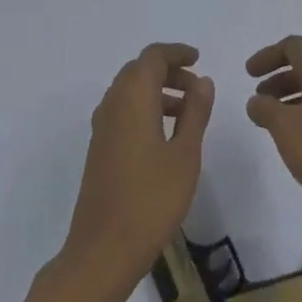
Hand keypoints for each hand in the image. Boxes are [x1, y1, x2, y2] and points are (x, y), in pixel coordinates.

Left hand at [62, 43, 213, 297]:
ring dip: (156, 91)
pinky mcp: (99, 149)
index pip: (151, 57)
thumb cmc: (152, 199)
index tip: (198, 60)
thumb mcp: (185, 154)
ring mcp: (102, 129)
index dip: (175, 53)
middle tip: (197, 87)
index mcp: (132, 100)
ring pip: (128, 92)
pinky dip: (144, 109)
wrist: (104, 248)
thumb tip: (202, 81)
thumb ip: (195, 112)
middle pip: (137, 71)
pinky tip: (165, 135)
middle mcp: (112, 107)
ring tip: (187, 111)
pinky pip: (122, 112)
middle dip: (167, 71)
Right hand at [244, 36, 301, 209]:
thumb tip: (256, 101)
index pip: (294, 46)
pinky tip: (298, 135)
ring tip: (273, 119)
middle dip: (280, 78)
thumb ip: (264, 108)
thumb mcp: (283, 126)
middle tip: (260, 98)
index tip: (249, 74)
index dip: (268, 56)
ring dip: (293, 96)